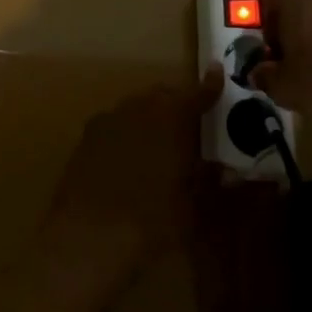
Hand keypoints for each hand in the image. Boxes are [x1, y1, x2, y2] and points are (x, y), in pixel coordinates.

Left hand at [44, 71, 221, 261]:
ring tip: (161, 141)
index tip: (218, 73)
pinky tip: (130, 156)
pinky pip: (115, 123)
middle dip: (178, 102)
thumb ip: (208, 180)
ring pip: (136, 106)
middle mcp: (138, 109)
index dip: (210, 86)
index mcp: (170, 118)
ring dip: (151, 115)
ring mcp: (107, 120)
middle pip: (162, 95)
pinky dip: (128, 131)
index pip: (196, 94)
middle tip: (191, 123)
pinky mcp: (85, 137)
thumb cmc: (150, 223)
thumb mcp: (192, 207)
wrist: (87, 238)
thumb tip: (225, 169)